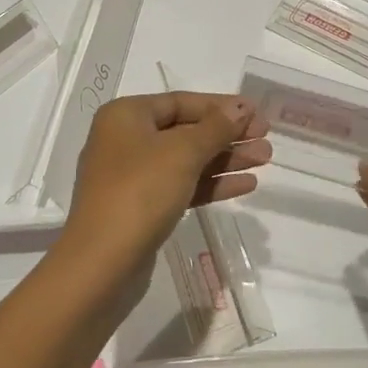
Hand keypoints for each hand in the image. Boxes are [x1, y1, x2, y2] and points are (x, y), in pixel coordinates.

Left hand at [63, 92, 270, 282]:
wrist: (101, 265)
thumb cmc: (140, 192)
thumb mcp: (183, 153)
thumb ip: (216, 127)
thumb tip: (240, 108)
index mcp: (126, 116)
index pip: (181, 102)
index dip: (221, 106)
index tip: (256, 113)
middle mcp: (126, 140)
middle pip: (186, 131)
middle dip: (227, 135)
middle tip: (266, 139)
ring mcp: (133, 177)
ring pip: (187, 160)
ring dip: (225, 159)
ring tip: (265, 160)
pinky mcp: (142, 208)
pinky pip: (182, 186)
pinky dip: (211, 184)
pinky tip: (245, 185)